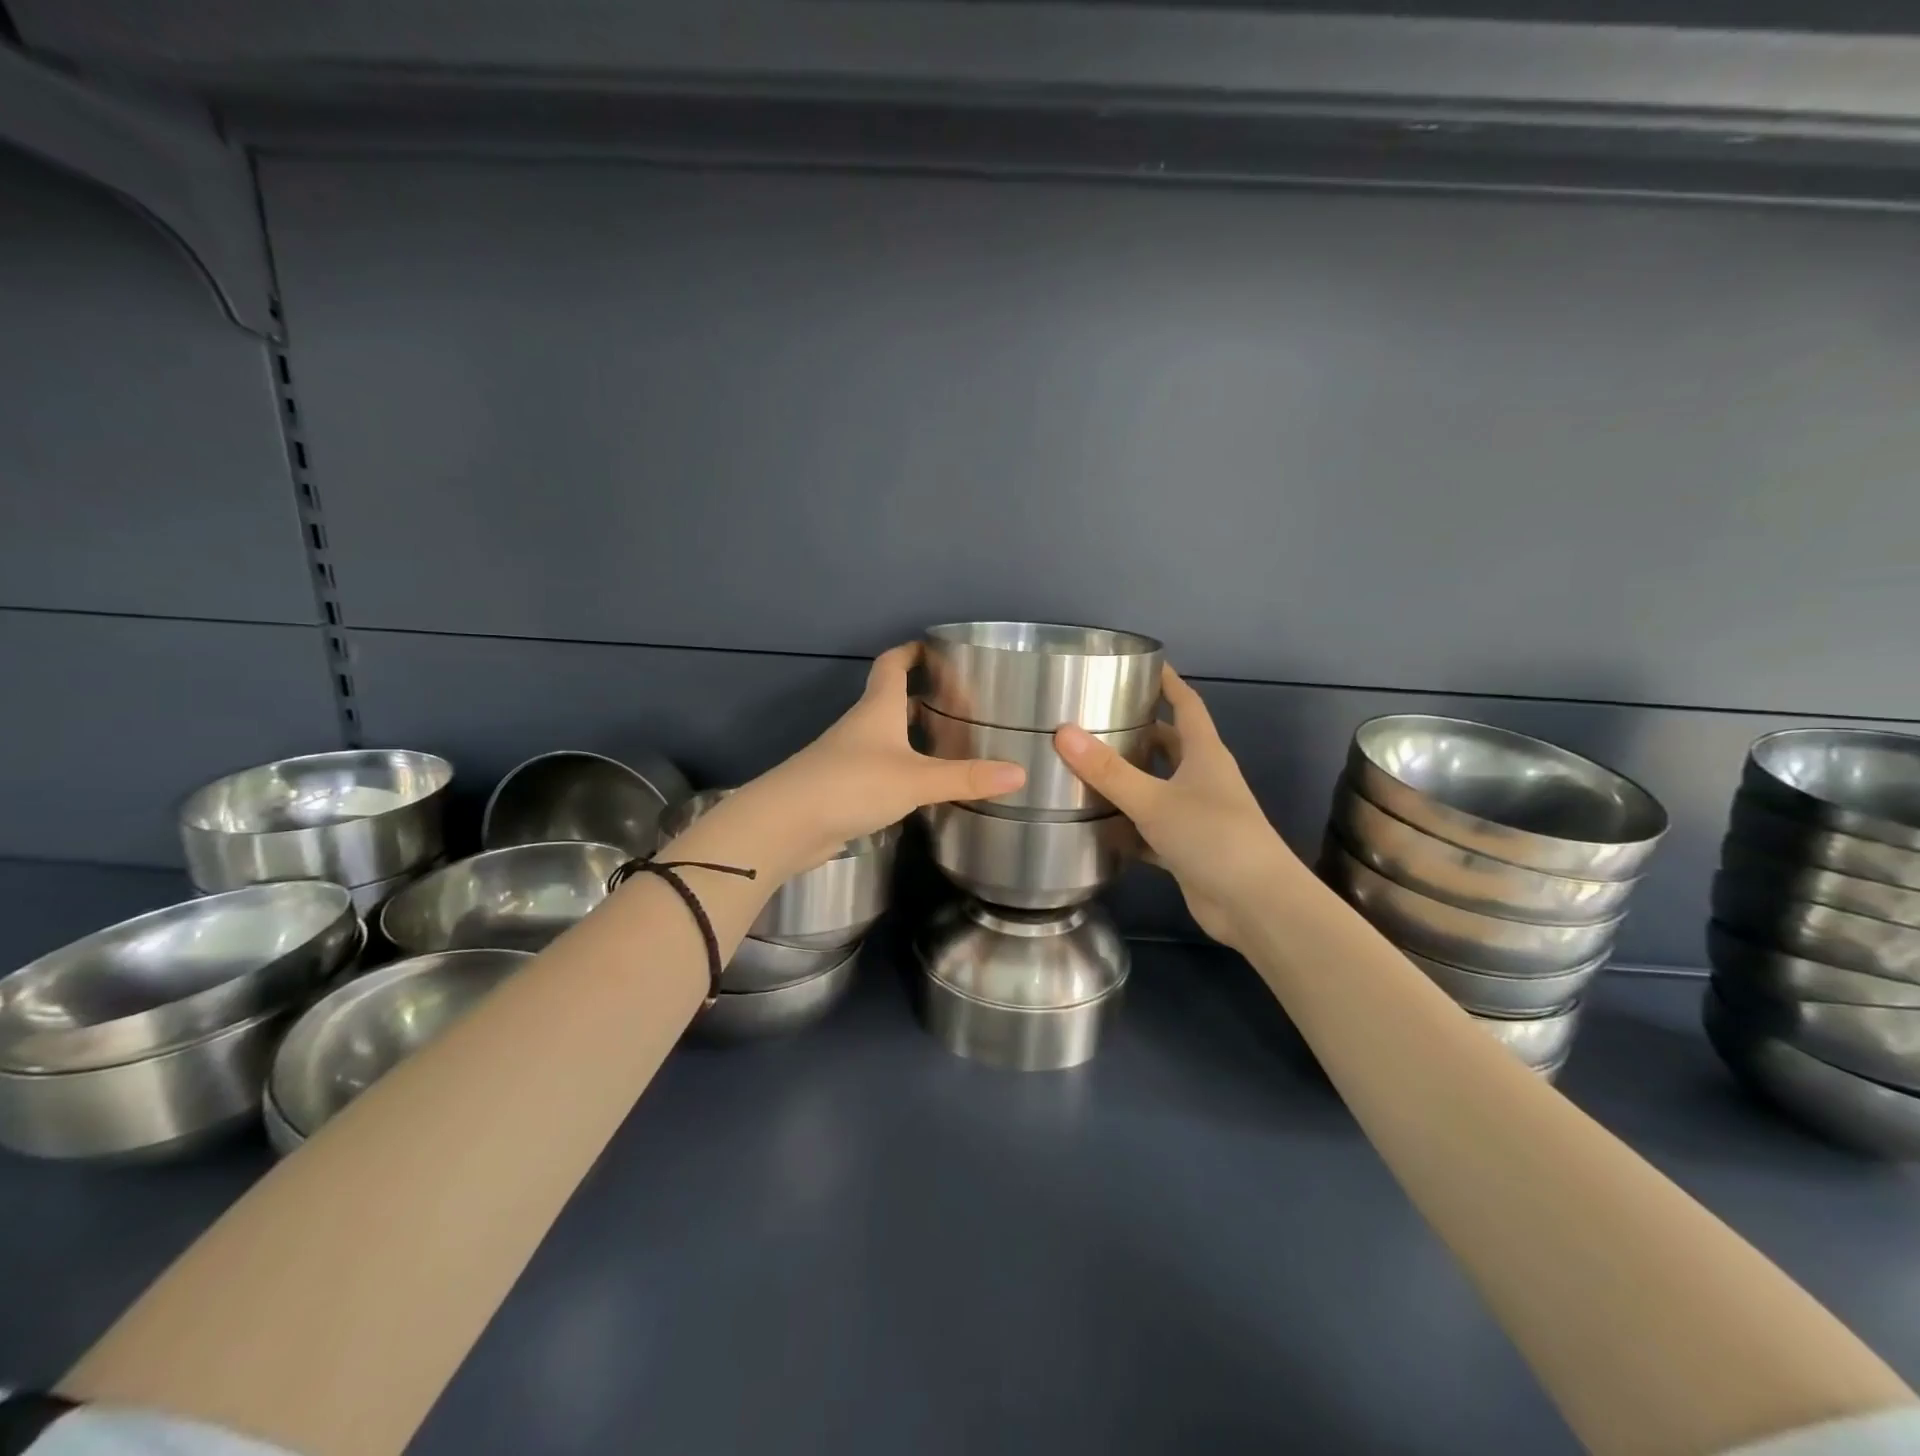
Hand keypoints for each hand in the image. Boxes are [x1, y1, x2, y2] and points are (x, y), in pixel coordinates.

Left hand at [730, 644, 1025, 875]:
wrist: (785, 825)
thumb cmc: (851, 785)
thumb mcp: (915, 780)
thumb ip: (965, 778)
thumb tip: (1020, 773)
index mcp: (877, 709)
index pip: (892, 664)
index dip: (912, 651)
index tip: (937, 647)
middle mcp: (862, 727)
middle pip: (891, 700)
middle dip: (922, 697)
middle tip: (961, 702)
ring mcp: (849, 758)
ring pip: (887, 737)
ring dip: (914, 736)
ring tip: (952, 743)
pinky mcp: (844, 789)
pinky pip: (881, 769)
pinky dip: (903, 769)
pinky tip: (924, 786)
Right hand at [1054, 666, 1303, 951]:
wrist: (1255, 904)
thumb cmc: (1212, 836)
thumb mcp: (1154, 800)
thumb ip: (1108, 771)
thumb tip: (1063, 732)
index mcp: (1204, 754)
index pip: (1185, 704)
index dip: (1167, 682)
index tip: (1142, 664)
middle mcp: (1203, 778)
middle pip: (1170, 744)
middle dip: (1139, 730)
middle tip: (1096, 719)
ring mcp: (1198, 815)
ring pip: (1159, 786)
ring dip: (1131, 779)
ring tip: (1087, 767)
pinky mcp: (1188, 848)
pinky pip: (1152, 828)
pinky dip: (1130, 826)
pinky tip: (1098, 826)